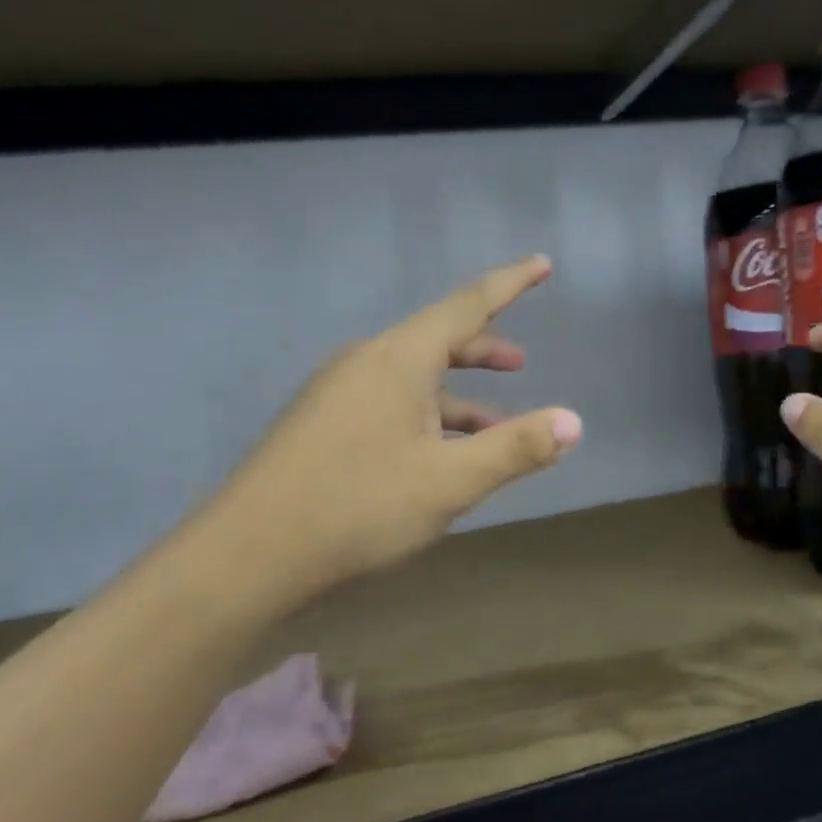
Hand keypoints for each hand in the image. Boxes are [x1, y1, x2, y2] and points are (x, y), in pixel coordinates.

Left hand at [196, 255, 580, 609]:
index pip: (467, 305)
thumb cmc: (357, 508)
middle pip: (437, 340)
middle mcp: (365, 362)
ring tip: (494, 427)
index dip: (511, 284)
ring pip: (413, 379)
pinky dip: (426, 419)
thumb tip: (575, 422)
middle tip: (521, 364)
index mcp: (398, 359)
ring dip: (458, 396)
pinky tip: (438, 457)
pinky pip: (389, 404)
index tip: (542, 263)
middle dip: (484, 349)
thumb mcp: (450, 482)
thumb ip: (516, 448)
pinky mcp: (322, 425)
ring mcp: (337, 393)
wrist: (246, 558)